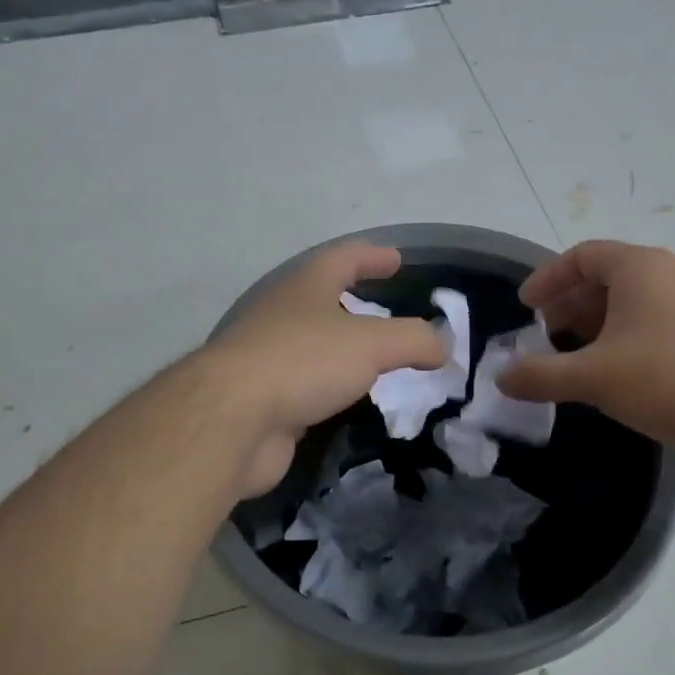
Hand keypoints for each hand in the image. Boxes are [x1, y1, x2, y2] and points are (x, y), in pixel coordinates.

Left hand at [204, 241, 446, 495]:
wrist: (233, 419)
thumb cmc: (303, 361)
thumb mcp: (372, 343)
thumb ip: (413, 339)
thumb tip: (441, 346)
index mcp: (304, 286)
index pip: (343, 258)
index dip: (373, 255)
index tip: (397, 259)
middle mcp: (282, 315)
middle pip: (322, 299)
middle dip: (354, 303)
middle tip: (389, 313)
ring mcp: (268, 358)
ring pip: (313, 346)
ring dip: (342, 349)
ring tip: (377, 361)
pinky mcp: (263, 399)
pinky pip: (306, 385)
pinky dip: (330, 388)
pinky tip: (349, 401)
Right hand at [499, 240, 674, 466]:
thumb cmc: (664, 379)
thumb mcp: (592, 377)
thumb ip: (540, 375)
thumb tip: (502, 378)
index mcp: (641, 268)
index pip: (583, 256)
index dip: (548, 278)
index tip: (526, 307)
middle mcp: (669, 277)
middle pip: (606, 279)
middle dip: (568, 306)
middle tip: (543, 336)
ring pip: (631, 306)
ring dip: (594, 327)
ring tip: (570, 359)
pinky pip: (652, 328)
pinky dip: (621, 342)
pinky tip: (609, 377)